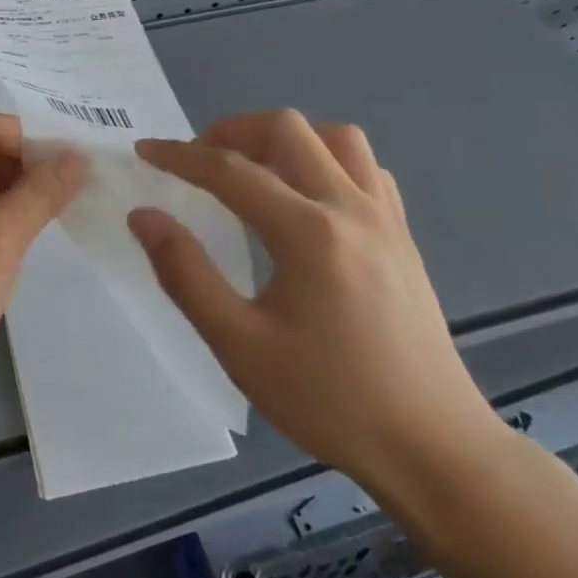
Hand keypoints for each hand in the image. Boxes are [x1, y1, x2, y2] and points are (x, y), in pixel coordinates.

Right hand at [129, 111, 503, 496]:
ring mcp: (385, 218)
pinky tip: (307, 197)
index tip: (144, 151)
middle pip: (287, 129)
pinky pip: (365, 168)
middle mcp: (350, 208)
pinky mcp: (403, 236)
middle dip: (232, 131)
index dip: (179, 156)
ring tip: (253, 168)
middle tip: (199, 159)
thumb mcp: (240, 346)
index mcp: (308, 233)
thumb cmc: (329, 400)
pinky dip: (327, 160)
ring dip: (285, 138)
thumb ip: (185, 273)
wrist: (433, 448)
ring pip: (335, 137)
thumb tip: (144, 216)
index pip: (230, 170)